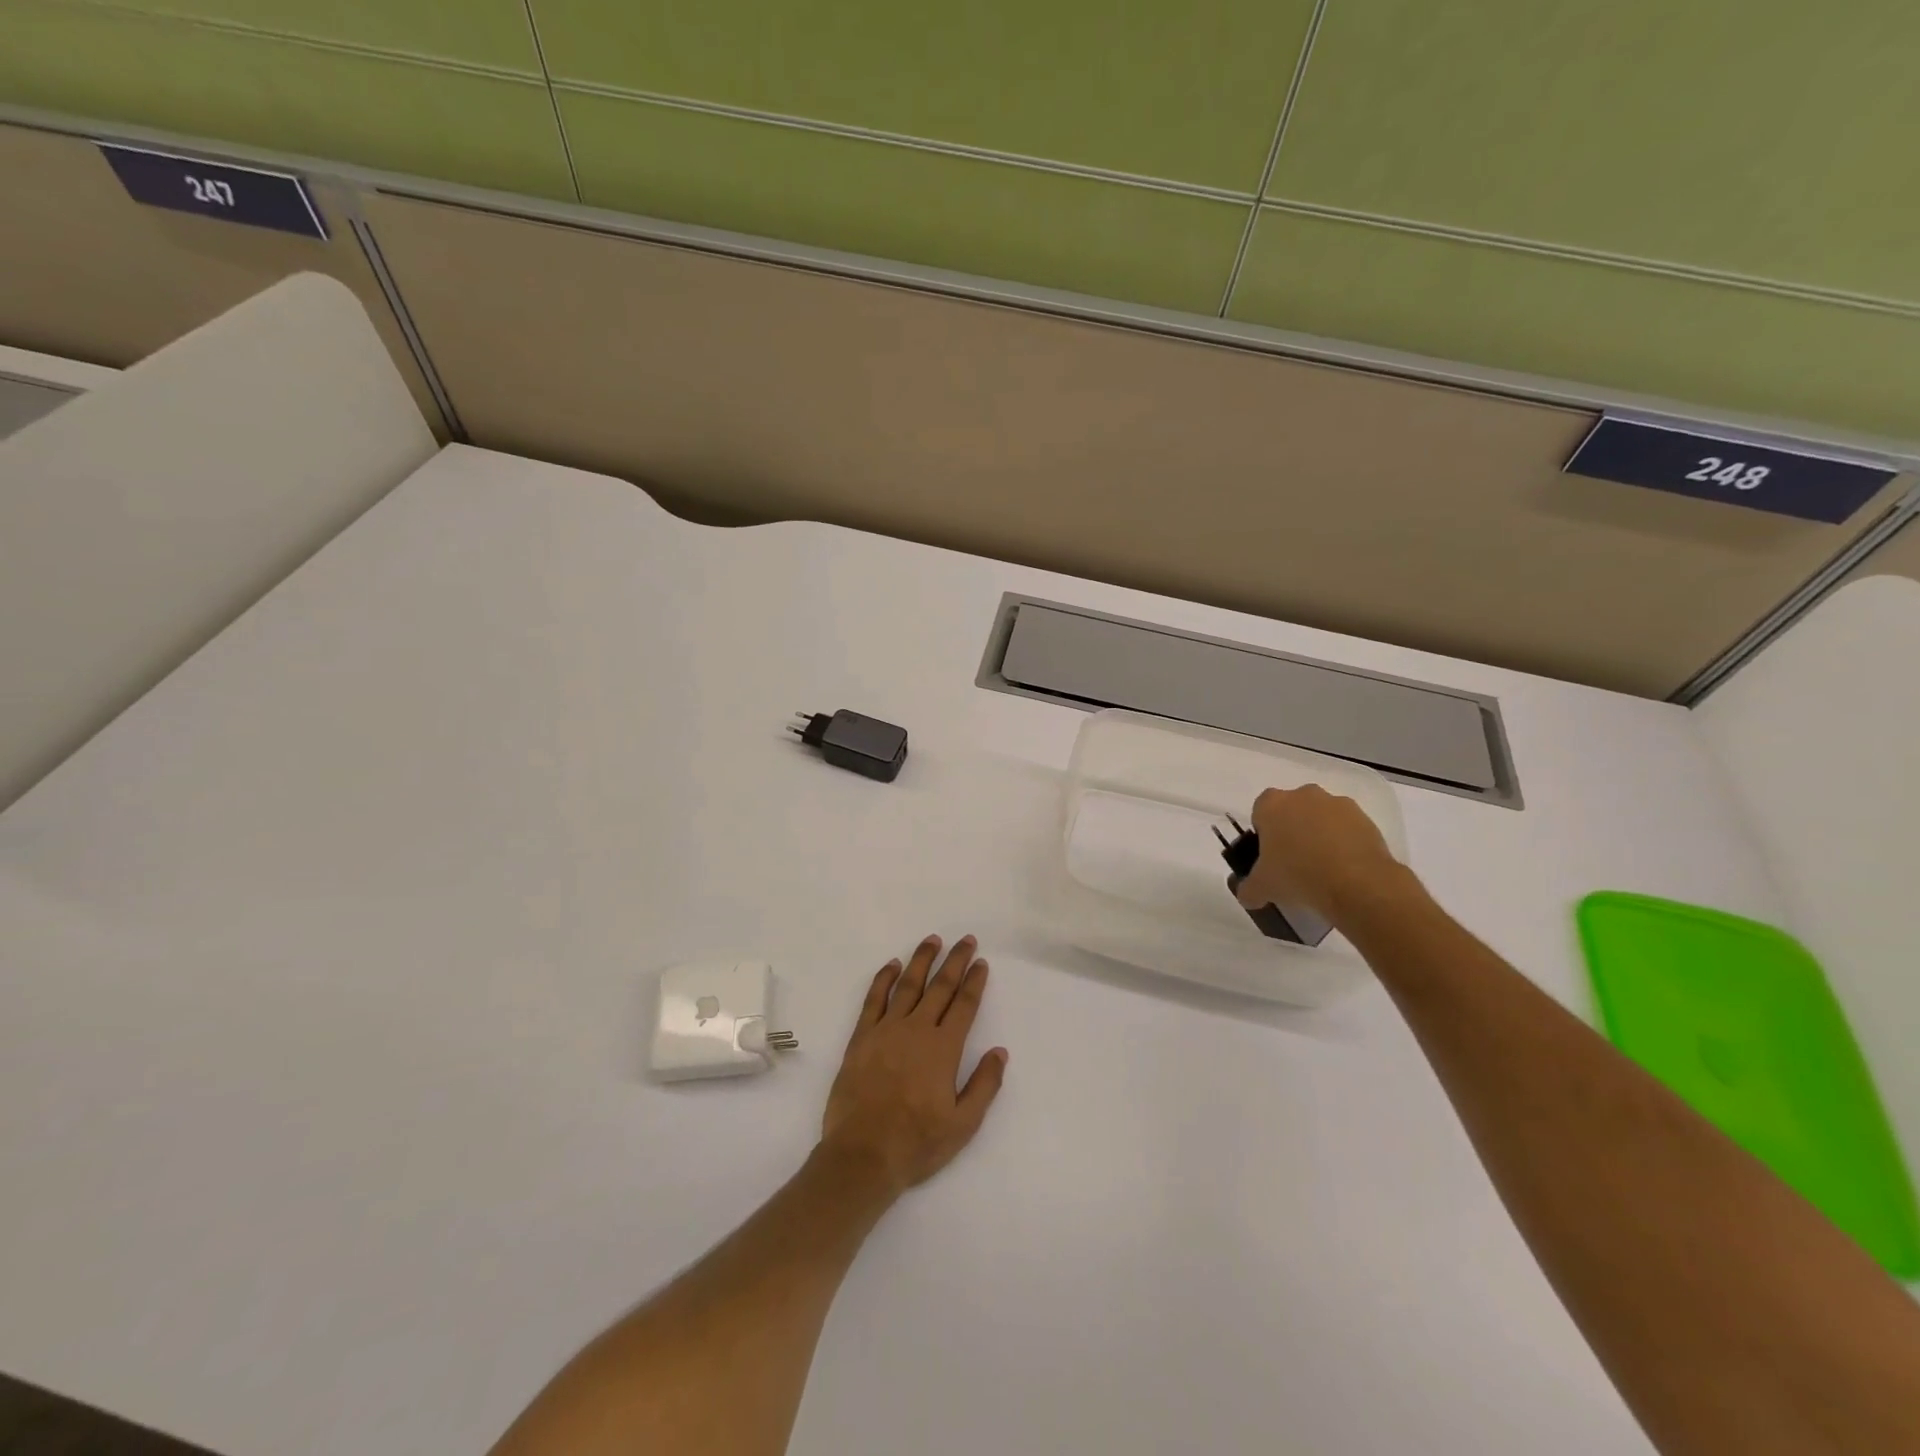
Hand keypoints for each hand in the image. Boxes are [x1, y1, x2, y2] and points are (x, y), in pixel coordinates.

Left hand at [820, 935, 1007, 1195]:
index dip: (974, 982)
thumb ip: (984, 1085)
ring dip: (922, 960)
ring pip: (908, 985)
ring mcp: (886, 1030)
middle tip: (966, 940)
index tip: (981, 962)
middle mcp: (916, 1030)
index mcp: (943, 1049)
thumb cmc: (917, 1143)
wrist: (862, 1154)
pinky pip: (874, 999)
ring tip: (933, 940)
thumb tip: (1000, 1051)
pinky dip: (884, 978)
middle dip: (955, 961)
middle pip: (939, 987)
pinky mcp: (861, 1038)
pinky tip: (892, 965)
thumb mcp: (963, 1124)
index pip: (964, 1005)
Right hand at [1234, 784, 1409, 925]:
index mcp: (1272, 804)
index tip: (1270, 855)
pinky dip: (1345, 843)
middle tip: (1294, 862)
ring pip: (1322, 817)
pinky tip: (1345, 869)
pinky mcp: (1365, 818)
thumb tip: (1248, 896)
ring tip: (1324, 868)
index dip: (1264, 833)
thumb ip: (1249, 889)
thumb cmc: (1298, 876)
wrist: (1357, 884)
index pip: (1260, 811)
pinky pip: (1348, 828)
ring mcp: (1337, 804)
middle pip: (1292, 810)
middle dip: (1293, 830)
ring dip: (1320, 835)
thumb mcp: (1262, 888)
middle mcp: (1303, 795)